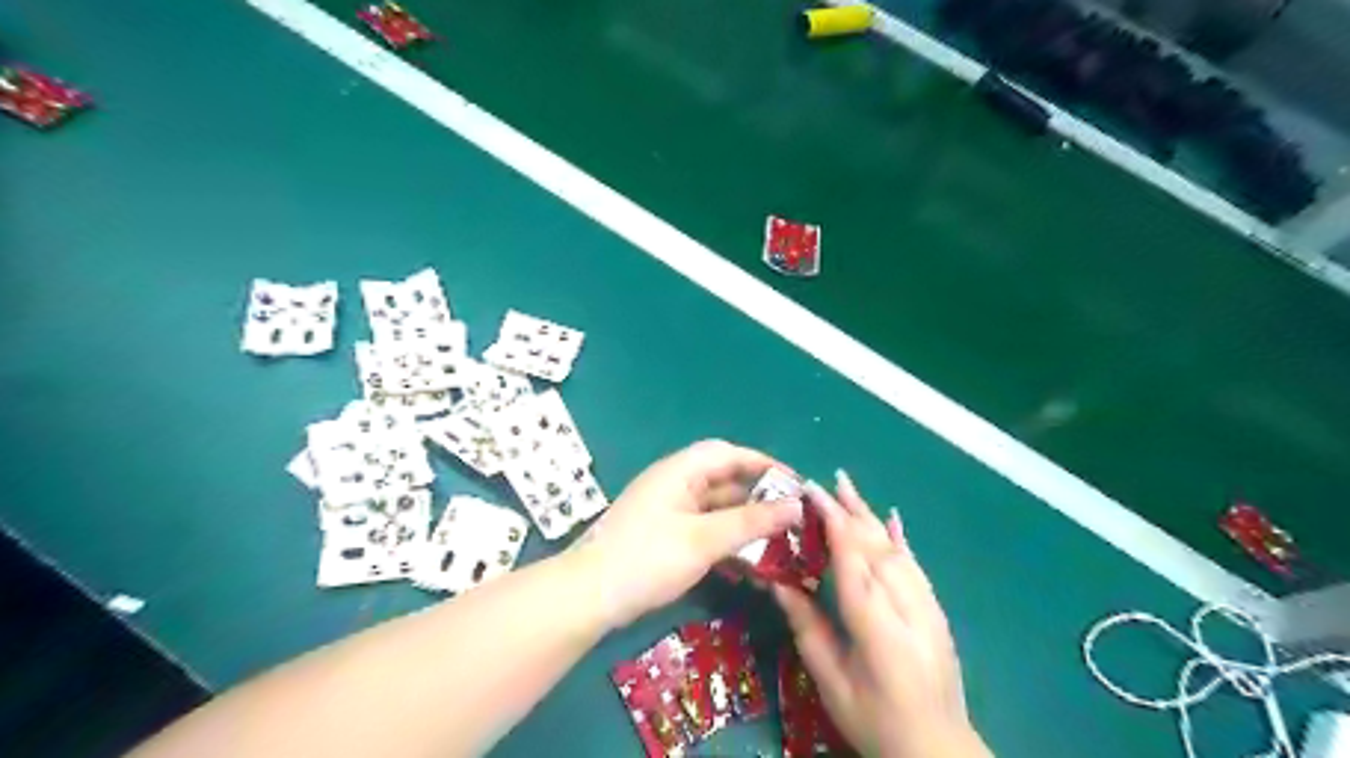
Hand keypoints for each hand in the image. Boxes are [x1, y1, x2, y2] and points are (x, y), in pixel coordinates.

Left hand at [572, 439, 797, 626]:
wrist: (589, 596)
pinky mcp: (664, 535)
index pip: (728, 454)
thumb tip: (796, 506)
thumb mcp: (704, 539)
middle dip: (758, 496)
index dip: (764, 464)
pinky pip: (704, 528)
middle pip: (723, 479)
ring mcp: (667, 510)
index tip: (795, 483)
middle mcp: (674, 483)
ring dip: (744, 521)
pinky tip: (748, 562)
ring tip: (779, 540)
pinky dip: (726, 539)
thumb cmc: (647, 558)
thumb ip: (751, 521)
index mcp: (680, 471)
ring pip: (716, 507)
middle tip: (792, 515)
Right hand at [777, 470, 988, 757]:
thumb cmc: (874, 720)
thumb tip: (778, 584)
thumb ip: (807, 627)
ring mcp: (925, 605)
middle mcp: (904, 603)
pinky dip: (901, 539)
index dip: (831, 519)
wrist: (938, 749)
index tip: (810, 491)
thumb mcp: (830, 680)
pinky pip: (915, 565)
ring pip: (894, 549)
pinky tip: (893, 520)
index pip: (850, 555)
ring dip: (870, 516)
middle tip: (824, 481)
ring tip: (848, 489)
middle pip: (874, 544)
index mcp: (874, 621)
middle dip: (849, 508)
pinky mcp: (936, 611)